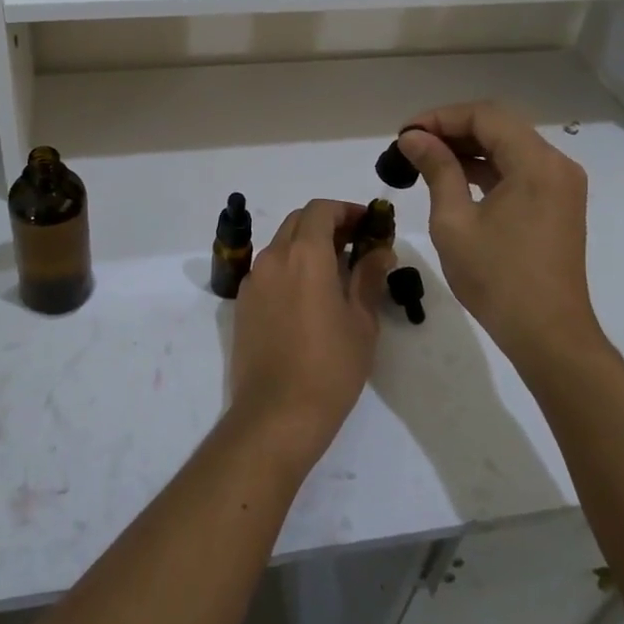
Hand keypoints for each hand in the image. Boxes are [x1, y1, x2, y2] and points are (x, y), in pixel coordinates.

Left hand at [228, 199, 391, 468]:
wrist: (276, 414)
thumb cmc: (330, 367)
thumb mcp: (361, 321)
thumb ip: (368, 277)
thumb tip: (380, 250)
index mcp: (305, 255)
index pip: (321, 210)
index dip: (346, 210)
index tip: (368, 224)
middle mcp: (273, 258)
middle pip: (298, 222)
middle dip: (327, 224)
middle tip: (356, 244)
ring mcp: (253, 280)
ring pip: (282, 244)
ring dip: (307, 245)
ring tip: (336, 271)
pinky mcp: (243, 303)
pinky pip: (269, 270)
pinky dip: (290, 267)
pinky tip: (309, 295)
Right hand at [396, 103, 605, 370]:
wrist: (548, 334)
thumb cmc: (496, 278)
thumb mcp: (454, 221)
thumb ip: (437, 169)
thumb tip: (414, 138)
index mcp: (536, 163)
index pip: (485, 115)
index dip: (441, 117)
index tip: (405, 135)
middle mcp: (556, 164)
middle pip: (499, 126)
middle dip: (452, 129)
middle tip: (411, 145)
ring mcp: (561, 185)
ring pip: (509, 146)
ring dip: (468, 147)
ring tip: (425, 160)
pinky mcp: (558, 204)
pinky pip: (519, 169)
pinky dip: (486, 167)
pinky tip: (454, 178)